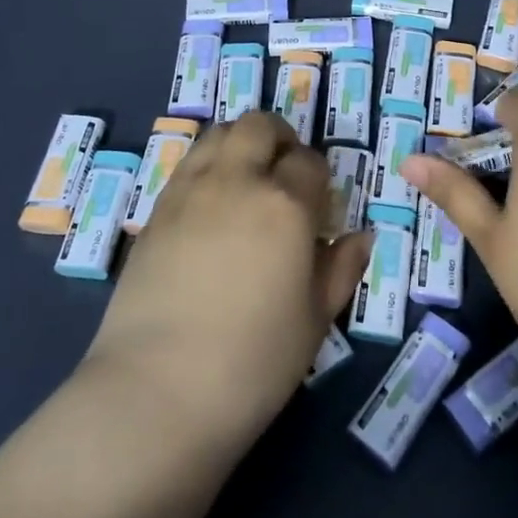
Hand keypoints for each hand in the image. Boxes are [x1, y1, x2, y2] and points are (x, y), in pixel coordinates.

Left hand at [83, 112, 370, 451]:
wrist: (157, 390)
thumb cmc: (252, 362)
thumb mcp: (314, 319)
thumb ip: (340, 269)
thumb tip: (361, 237)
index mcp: (285, 205)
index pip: (309, 162)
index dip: (318, 178)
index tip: (318, 206)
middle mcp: (237, 181)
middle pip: (260, 126)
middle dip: (280, 139)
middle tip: (285, 174)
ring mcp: (190, 190)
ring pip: (219, 133)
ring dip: (241, 143)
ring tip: (247, 179)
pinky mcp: (156, 210)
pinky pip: (188, 163)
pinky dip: (208, 165)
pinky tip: (212, 204)